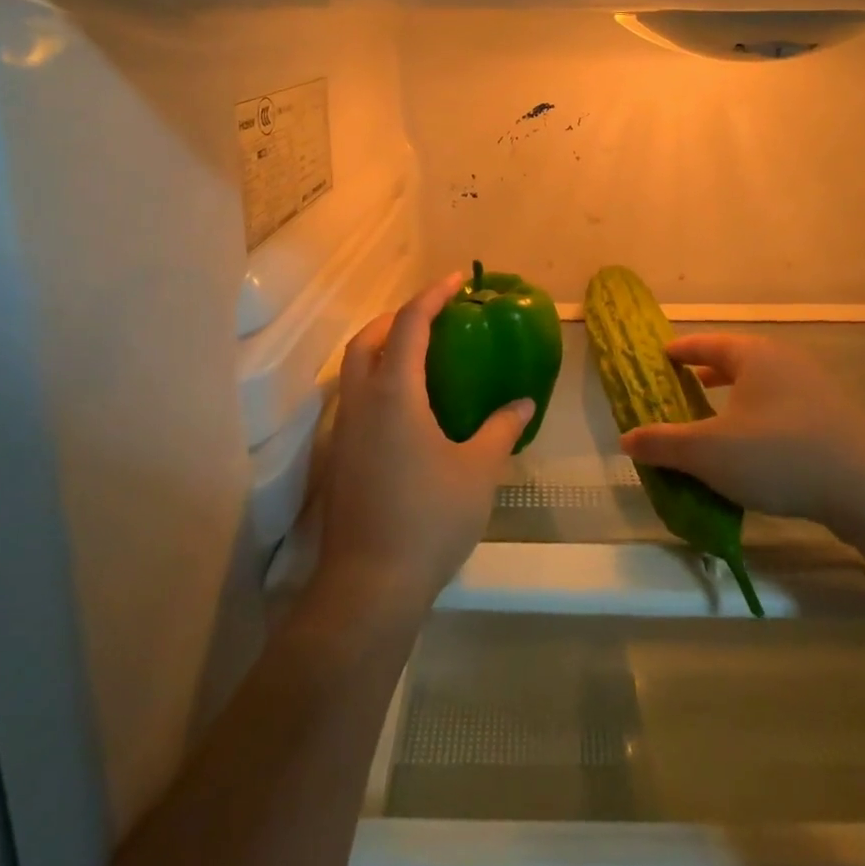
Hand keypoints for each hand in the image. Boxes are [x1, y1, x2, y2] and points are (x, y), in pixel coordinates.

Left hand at [313, 272, 531, 620]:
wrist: (370, 585)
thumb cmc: (429, 518)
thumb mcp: (479, 470)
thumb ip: (501, 429)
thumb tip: (524, 404)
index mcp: (394, 393)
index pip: (408, 325)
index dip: (432, 296)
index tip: (456, 280)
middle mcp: (362, 402)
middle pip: (367, 338)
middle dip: (398, 316)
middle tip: (434, 315)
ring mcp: (345, 430)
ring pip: (354, 368)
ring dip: (382, 346)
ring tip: (422, 353)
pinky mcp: (340, 456)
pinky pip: (355, 396)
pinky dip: (377, 379)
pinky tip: (407, 405)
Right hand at [620, 333, 864, 527]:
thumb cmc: (778, 456)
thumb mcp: (709, 452)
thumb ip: (663, 443)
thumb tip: (626, 438)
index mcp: (755, 356)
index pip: (708, 344)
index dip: (681, 350)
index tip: (661, 356)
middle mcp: (786, 362)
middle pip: (739, 360)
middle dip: (709, 373)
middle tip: (684, 385)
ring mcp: (817, 389)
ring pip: (764, 385)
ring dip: (737, 398)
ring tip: (717, 417)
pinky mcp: (837, 419)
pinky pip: (785, 408)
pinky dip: (761, 418)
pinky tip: (757, 448)